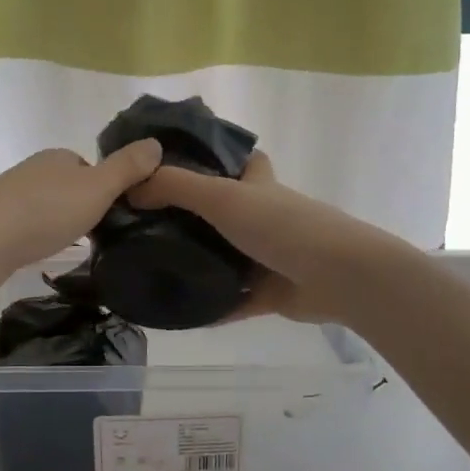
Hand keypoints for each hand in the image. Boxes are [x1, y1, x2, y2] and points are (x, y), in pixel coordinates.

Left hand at [0, 141, 163, 294]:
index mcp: (58, 157)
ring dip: (61, 224)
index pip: (92, 168)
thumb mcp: (96, 188)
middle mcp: (33, 170)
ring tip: (75, 249)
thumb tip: (156, 143)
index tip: (120, 216)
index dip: (108, 189)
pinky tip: (43, 254)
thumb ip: (127, 168)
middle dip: (84, 208)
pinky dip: (40, 237)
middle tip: (101, 237)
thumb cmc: (44, 212)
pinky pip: (28, 227)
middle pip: (70, 187)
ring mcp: (10, 196)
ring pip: (48, 208)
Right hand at [126, 152, 400, 324]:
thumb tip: (131, 189)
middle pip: (223, 210)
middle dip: (190, 216)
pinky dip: (209, 306)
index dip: (212, 158)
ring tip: (148, 265)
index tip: (173, 167)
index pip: (237, 160)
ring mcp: (267, 255)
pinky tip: (175, 312)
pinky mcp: (269, 292)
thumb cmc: (281, 225)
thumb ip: (175, 188)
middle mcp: (263, 216)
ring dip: (196, 261)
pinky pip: (231, 300)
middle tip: (144, 224)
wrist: (338, 276)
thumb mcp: (222, 197)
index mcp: (257, 185)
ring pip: (225, 256)